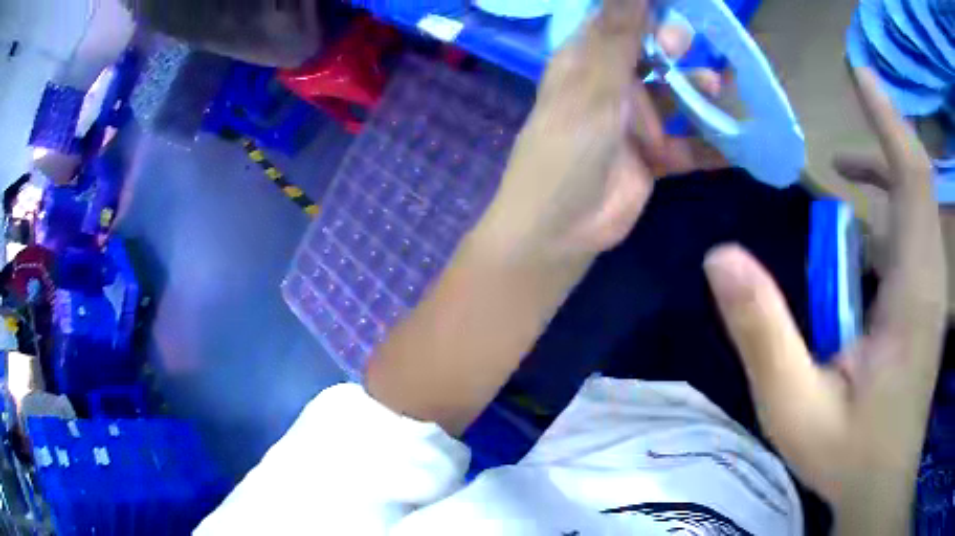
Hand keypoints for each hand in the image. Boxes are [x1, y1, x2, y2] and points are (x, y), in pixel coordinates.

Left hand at [474, 0, 723, 266]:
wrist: (561, 231)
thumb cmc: (566, 151)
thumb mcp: (592, 86)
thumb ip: (617, 34)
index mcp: (586, 61)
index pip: (620, 20)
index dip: (648, 9)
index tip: (683, 3)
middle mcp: (611, 86)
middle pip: (652, 54)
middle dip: (674, 46)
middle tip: (686, 47)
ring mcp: (635, 122)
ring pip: (676, 98)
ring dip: (701, 92)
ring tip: (723, 85)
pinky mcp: (653, 157)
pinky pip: (690, 145)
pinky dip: (714, 145)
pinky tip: (740, 143)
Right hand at [704, 67, 946, 532]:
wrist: (882, 484)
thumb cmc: (847, 454)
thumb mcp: (794, 408)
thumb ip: (762, 334)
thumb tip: (720, 257)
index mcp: (912, 295)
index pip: (913, 180)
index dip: (888, 120)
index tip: (859, 74)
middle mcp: (929, 278)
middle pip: (920, 178)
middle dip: (888, 128)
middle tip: (853, 93)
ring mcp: (931, 290)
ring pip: (920, 203)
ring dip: (888, 167)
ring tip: (845, 165)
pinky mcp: (926, 302)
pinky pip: (916, 232)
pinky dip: (892, 207)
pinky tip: (861, 222)